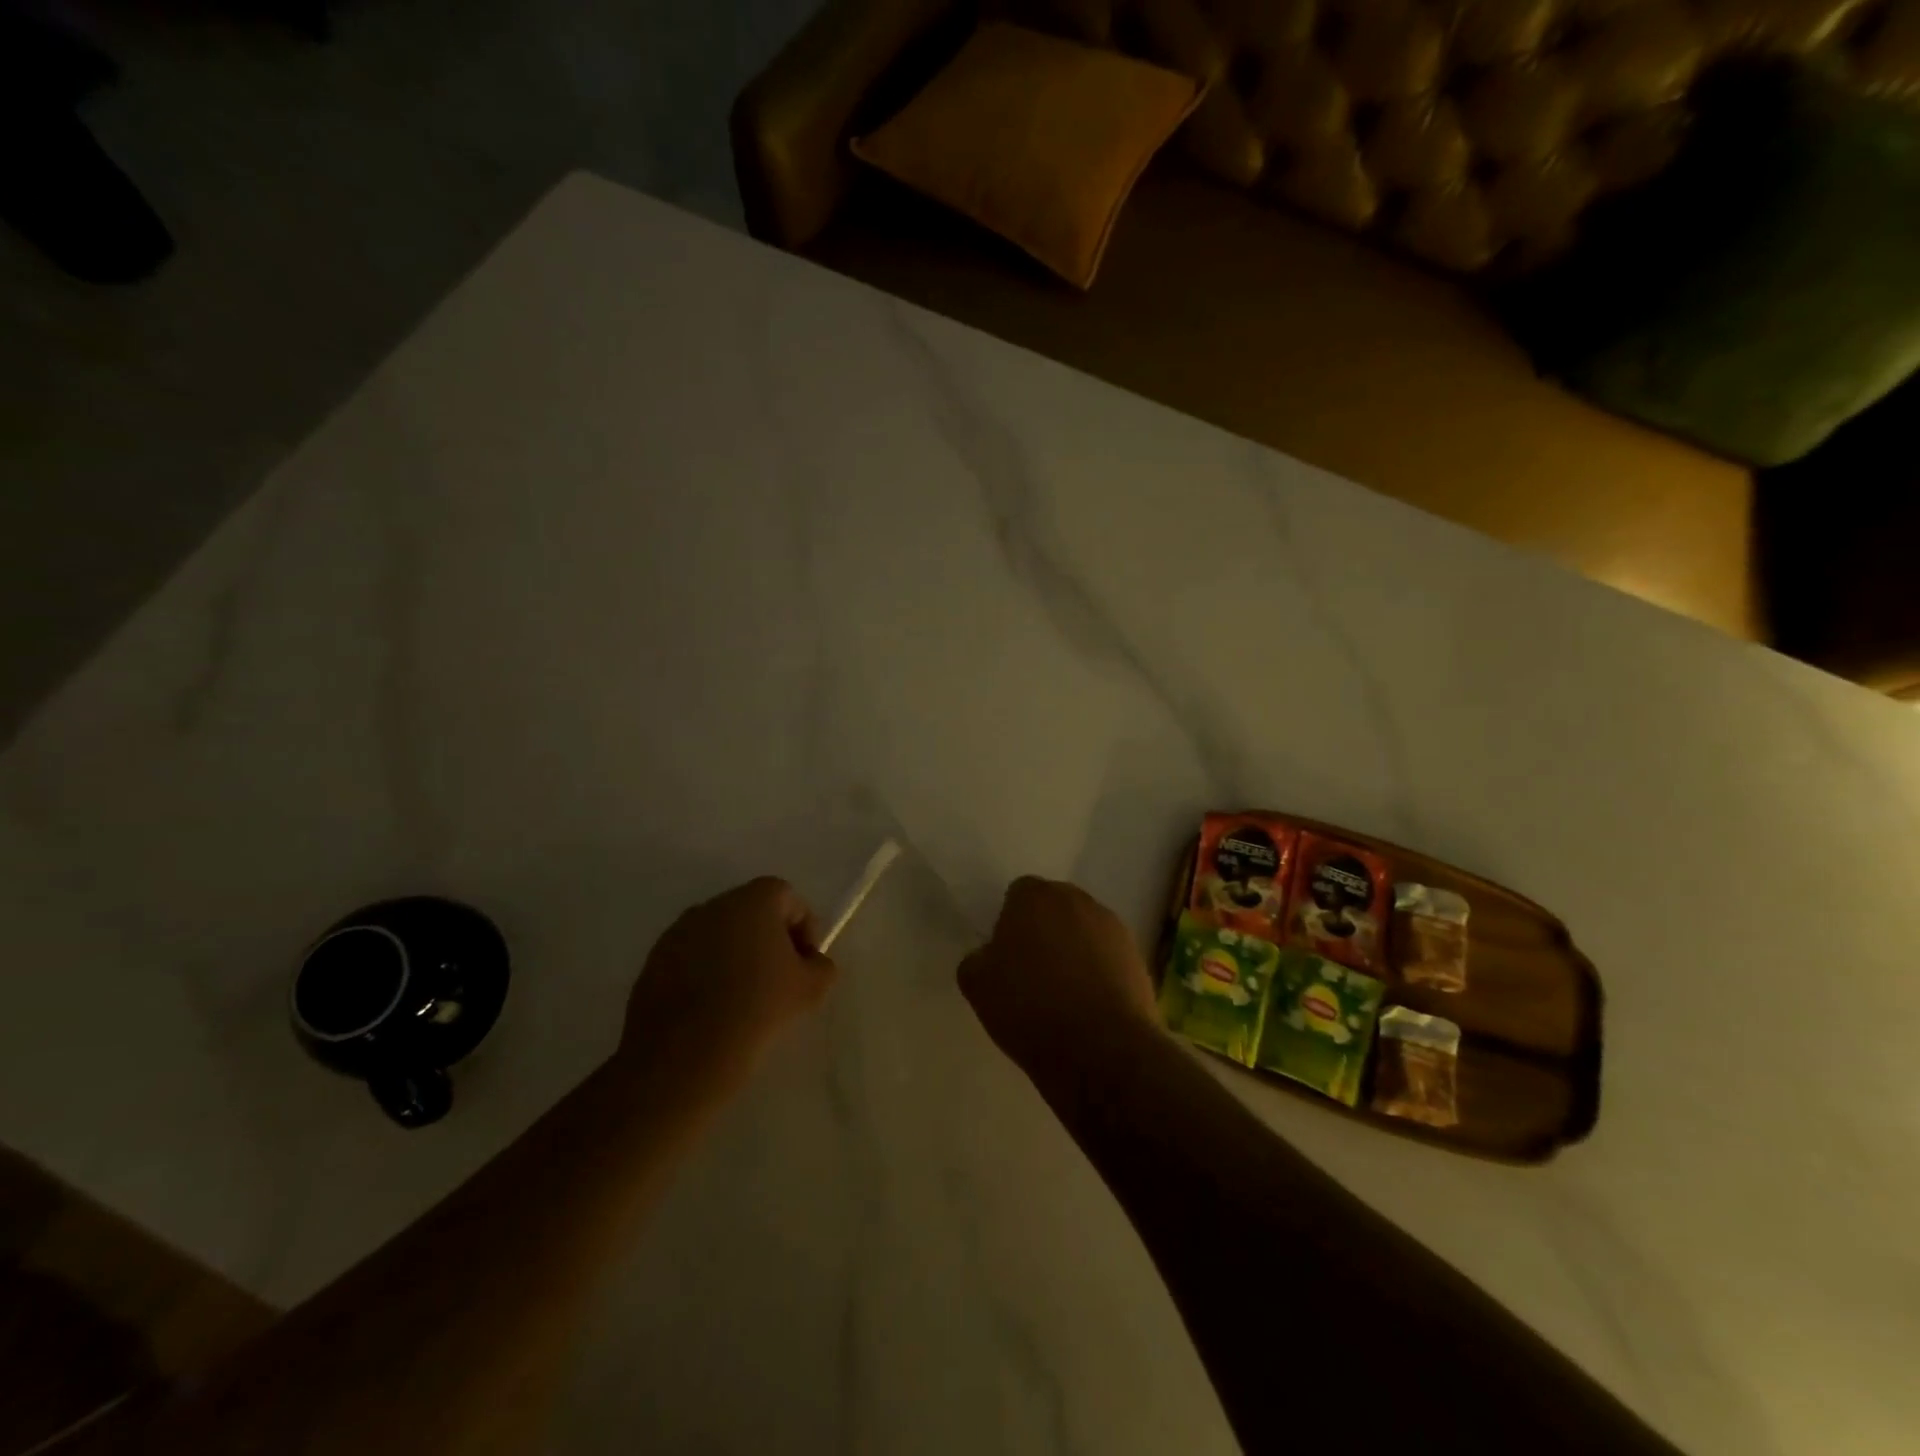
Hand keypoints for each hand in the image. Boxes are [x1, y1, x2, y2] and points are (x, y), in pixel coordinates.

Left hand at [617, 877, 837, 1095]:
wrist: (683, 1056)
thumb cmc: (757, 1009)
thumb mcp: (810, 990)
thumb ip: (821, 966)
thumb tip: (812, 962)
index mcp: (754, 900)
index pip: (788, 898)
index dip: (804, 927)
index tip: (805, 963)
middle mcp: (714, 905)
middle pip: (752, 911)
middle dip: (769, 939)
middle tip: (779, 979)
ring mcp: (678, 931)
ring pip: (719, 934)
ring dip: (735, 955)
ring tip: (743, 997)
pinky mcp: (654, 960)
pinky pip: (691, 956)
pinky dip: (705, 972)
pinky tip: (711, 1009)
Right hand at [959, 877, 1162, 1085]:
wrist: (1100, 1048)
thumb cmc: (1029, 1007)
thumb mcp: (977, 984)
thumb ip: (979, 958)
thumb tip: (992, 955)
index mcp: (1035, 896)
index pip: (1018, 895)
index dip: (1010, 923)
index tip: (1006, 957)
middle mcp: (1077, 900)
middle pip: (1055, 908)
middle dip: (1045, 931)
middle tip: (1032, 972)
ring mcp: (1113, 927)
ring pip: (1085, 931)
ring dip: (1075, 951)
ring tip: (1064, 995)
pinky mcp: (1138, 957)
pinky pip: (1108, 957)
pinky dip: (1099, 973)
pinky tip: (1090, 1007)